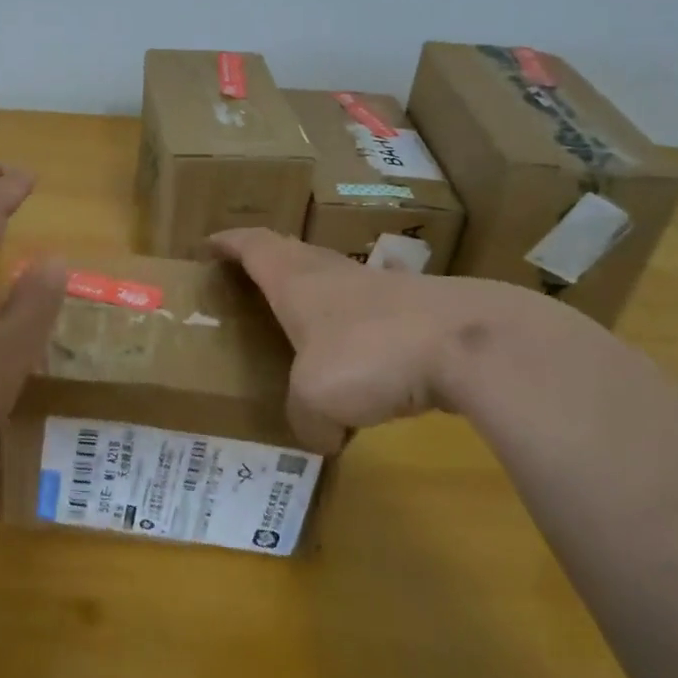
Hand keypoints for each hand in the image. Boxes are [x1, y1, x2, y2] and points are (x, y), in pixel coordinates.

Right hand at [209, 228, 584, 451]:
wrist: (467, 343)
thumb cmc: (369, 355)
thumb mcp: (317, 400)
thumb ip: (305, 419)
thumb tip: (319, 435)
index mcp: (296, 280)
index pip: (253, 245)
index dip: (229, 242)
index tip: (209, 243)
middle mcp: (333, 273)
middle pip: (293, 253)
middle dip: (269, 262)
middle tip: (251, 282)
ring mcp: (380, 287)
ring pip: (336, 281)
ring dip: (317, 294)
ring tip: (306, 324)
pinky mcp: (418, 309)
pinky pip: (374, 314)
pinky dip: (360, 329)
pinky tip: (367, 359)